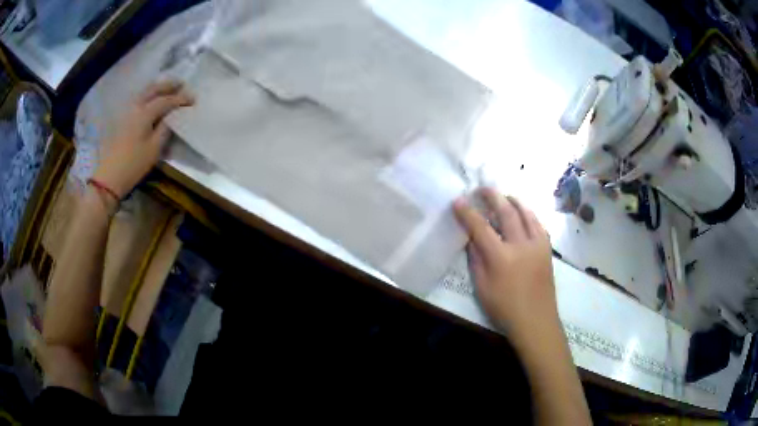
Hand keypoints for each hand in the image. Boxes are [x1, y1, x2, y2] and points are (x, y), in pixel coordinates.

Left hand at [93, 80, 193, 198]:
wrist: (109, 177)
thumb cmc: (133, 165)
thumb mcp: (154, 150)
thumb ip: (165, 129)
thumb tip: (172, 117)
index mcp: (145, 113)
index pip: (166, 100)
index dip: (181, 98)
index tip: (193, 100)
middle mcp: (135, 107)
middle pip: (154, 89)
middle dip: (169, 85)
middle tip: (182, 84)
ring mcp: (127, 111)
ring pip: (144, 91)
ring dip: (158, 87)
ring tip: (168, 88)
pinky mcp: (121, 118)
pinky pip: (137, 99)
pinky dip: (148, 94)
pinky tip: (152, 98)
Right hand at [453, 188, 557, 342]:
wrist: (536, 320)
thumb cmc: (504, 308)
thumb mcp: (481, 287)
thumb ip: (476, 260)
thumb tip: (471, 239)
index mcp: (501, 257)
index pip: (480, 227)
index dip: (467, 212)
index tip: (458, 200)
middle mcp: (521, 245)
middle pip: (506, 212)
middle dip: (493, 197)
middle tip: (483, 188)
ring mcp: (537, 245)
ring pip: (526, 213)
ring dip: (513, 200)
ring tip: (504, 195)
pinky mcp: (547, 249)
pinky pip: (538, 224)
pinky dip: (529, 214)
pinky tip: (524, 213)